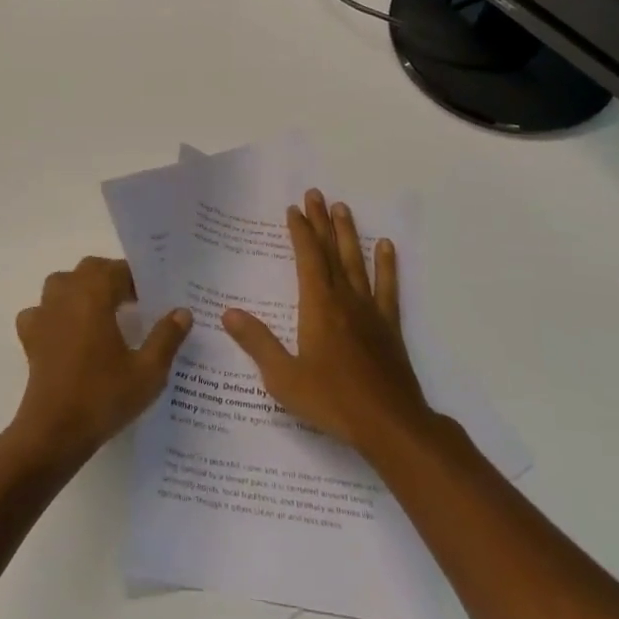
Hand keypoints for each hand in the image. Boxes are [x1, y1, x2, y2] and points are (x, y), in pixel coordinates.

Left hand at [9, 257, 191, 462]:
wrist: (54, 432)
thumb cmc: (103, 397)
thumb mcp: (148, 371)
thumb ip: (166, 337)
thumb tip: (182, 312)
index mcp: (94, 295)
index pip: (118, 270)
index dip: (137, 279)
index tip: (152, 297)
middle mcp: (66, 295)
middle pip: (89, 269)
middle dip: (111, 278)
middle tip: (134, 301)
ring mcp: (43, 314)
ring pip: (62, 283)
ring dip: (82, 289)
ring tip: (102, 312)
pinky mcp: (30, 337)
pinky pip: (41, 311)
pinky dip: (55, 314)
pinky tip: (68, 333)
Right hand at [222, 189, 433, 456]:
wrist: (390, 424)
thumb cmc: (332, 401)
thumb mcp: (284, 377)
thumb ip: (257, 342)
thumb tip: (228, 313)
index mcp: (318, 306)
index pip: (307, 258)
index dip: (300, 232)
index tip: (294, 209)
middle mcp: (344, 299)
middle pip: (331, 252)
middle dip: (321, 222)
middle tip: (316, 194)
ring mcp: (369, 311)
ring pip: (357, 263)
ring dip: (349, 234)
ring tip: (343, 207)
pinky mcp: (388, 326)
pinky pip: (387, 288)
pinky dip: (386, 266)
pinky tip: (386, 247)